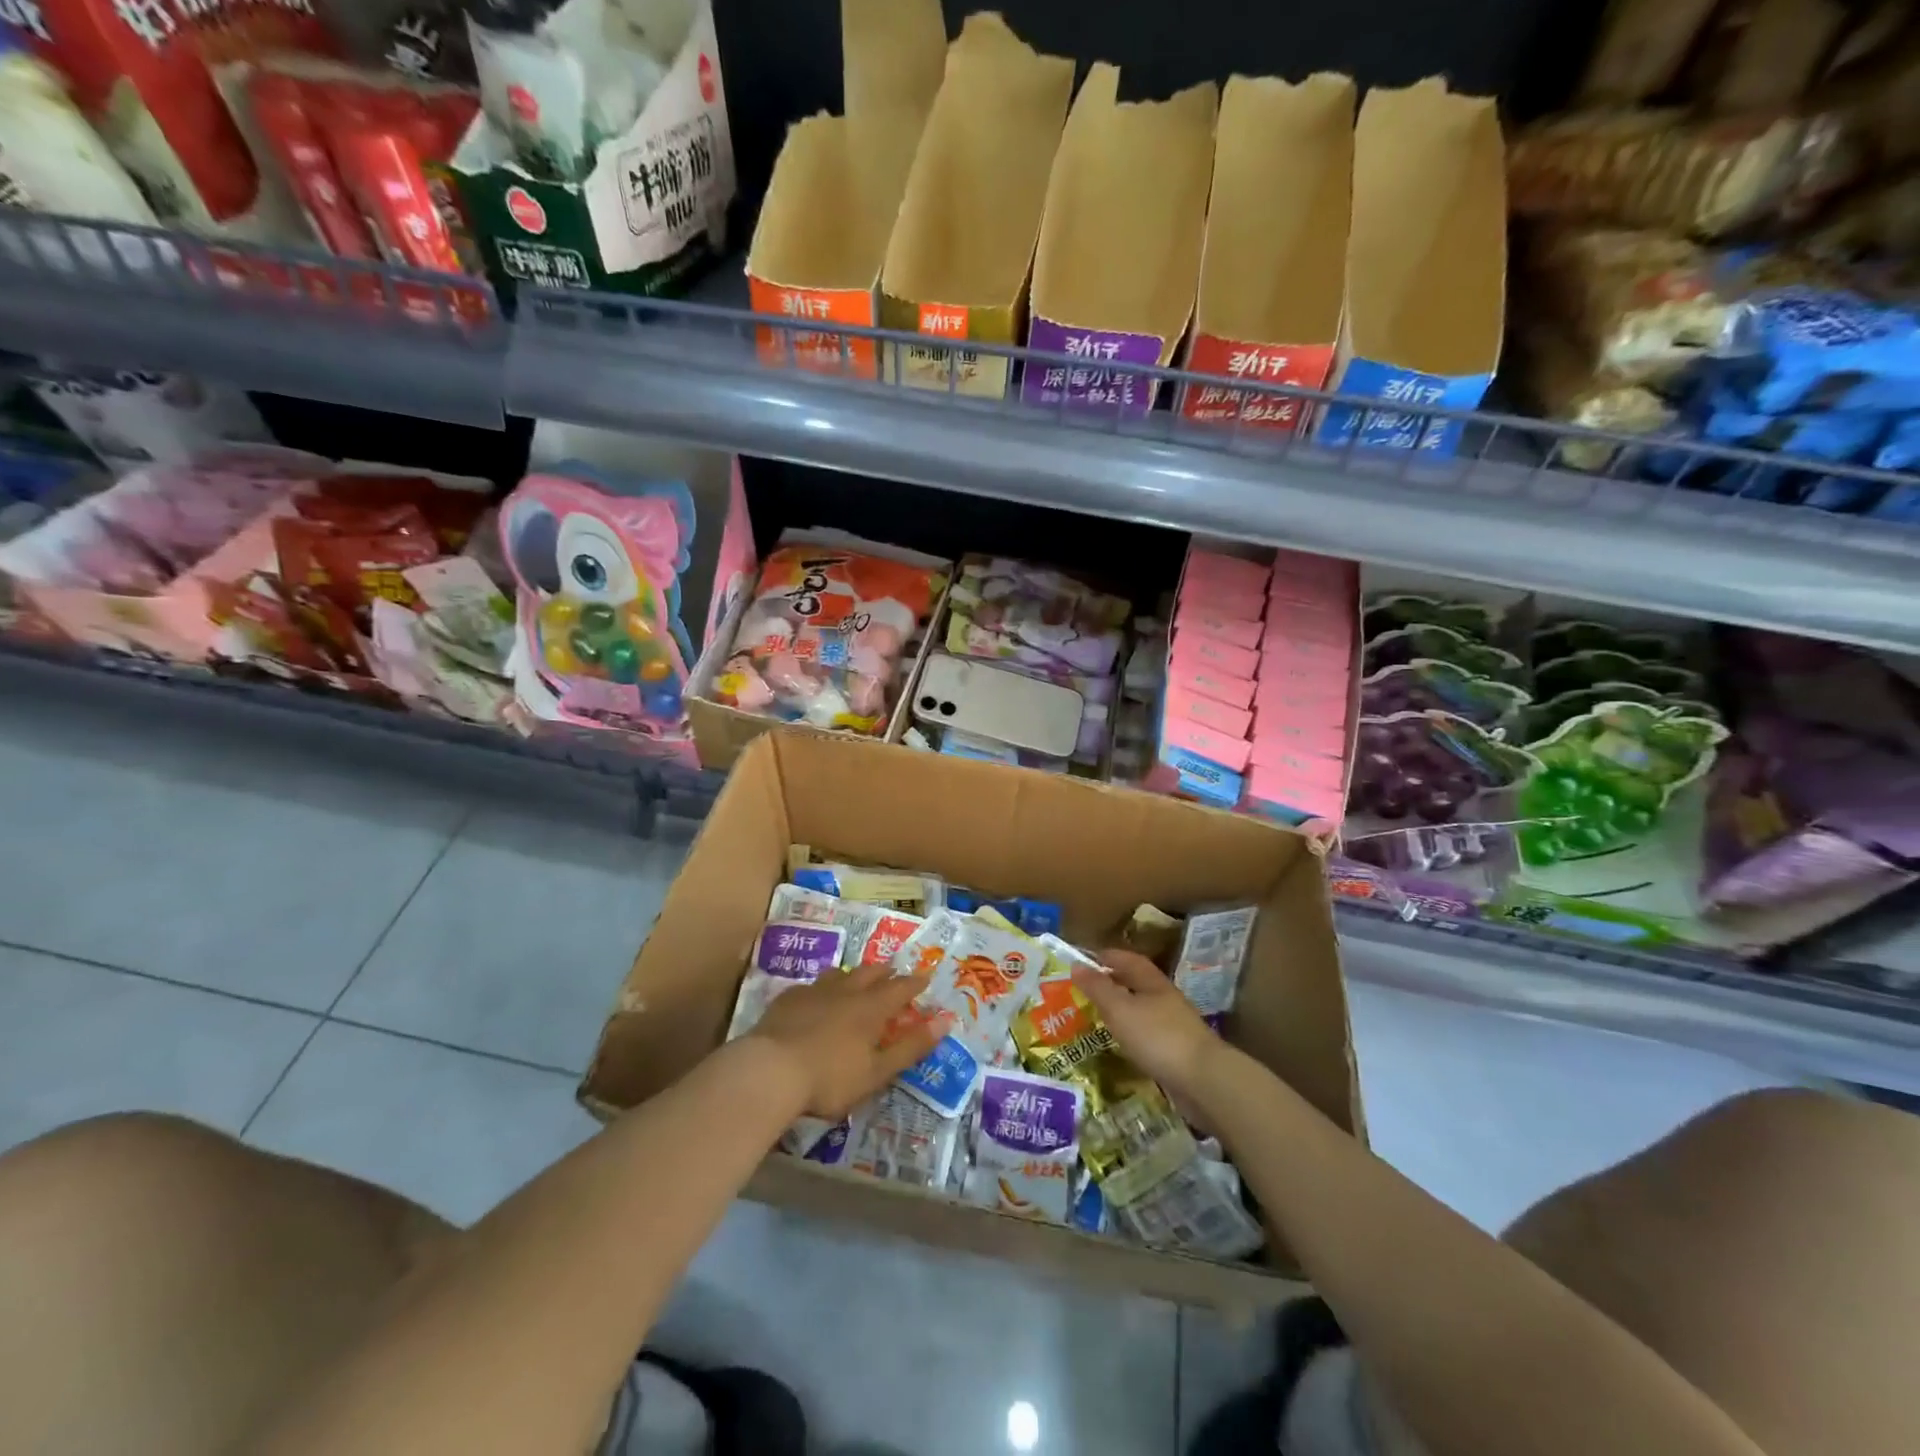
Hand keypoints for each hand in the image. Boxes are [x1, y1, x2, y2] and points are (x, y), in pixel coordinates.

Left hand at [750, 963, 947, 1117]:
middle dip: (884, 972)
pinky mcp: (787, 1000)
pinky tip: (815, 996)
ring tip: (855, 977)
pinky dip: (821, 988)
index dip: (914, 983)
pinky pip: (810, 986)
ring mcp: (813, 992)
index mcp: (870, 1008)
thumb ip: (911, 1047)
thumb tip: (945, 1022)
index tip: (925, 976)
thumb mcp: (877, 1071)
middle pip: (869, 973)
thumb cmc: (830, 1078)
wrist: (770, 1070)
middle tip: (892, 971)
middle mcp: (845, 991)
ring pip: (839, 974)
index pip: (900, 989)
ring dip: (852, 974)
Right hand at [1072, 949, 1222, 1098]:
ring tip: (1098, 1016)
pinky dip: (1132, 1033)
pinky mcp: (1177, 1051)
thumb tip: (1076, 964)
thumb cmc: (1157, 1036)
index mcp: (1152, 982)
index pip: (1128, 959)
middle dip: (1113, 982)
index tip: (1085, 960)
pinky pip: (1148, 1033)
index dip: (1108, 956)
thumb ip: (1097, 988)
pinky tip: (1121, 1044)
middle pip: (1136, 983)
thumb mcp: (1120, 1009)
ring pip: (1142, 1009)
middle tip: (1086, 989)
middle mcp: (1164, 998)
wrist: (1204, 1081)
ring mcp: (1173, 1025)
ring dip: (1122, 1009)